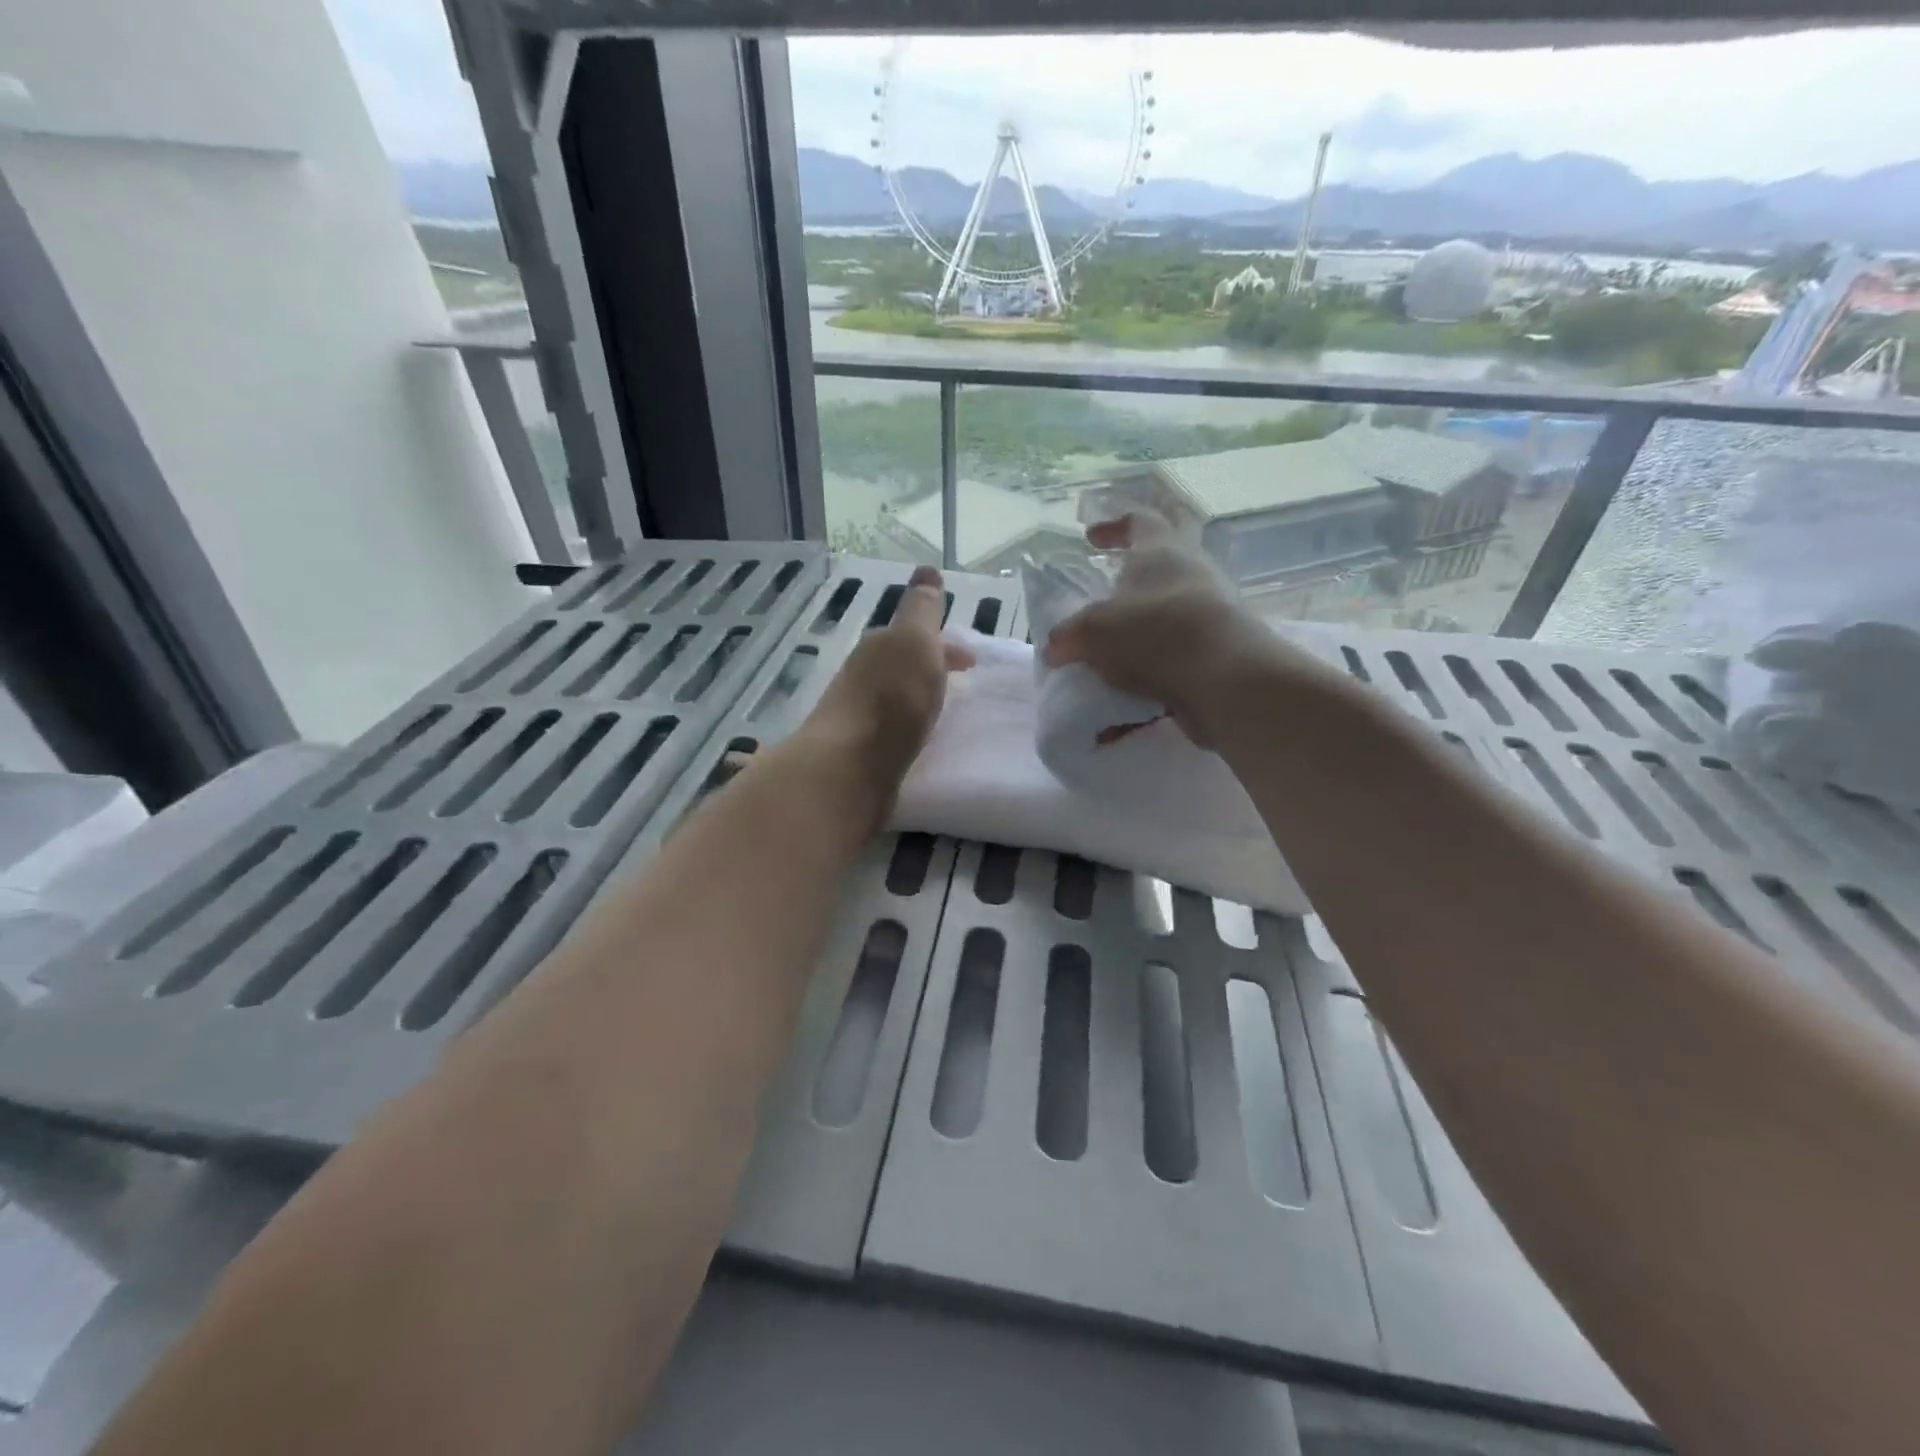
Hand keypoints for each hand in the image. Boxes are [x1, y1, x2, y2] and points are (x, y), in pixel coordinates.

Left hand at [799, 565, 974, 815]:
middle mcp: (863, 676)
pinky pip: (892, 729)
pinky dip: (909, 726)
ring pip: (896, 697)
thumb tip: (926, 568)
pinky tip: (919, 740)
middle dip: (931, 669)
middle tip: (961, 684)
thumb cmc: (891, 699)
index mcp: (880, 647)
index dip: (945, 645)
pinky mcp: (860, 752)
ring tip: (943, 712)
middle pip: (904, 666)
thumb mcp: (915, 642)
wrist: (849, 768)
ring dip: (919, 697)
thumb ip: (922, 609)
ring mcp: (858, 715)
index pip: (915, 636)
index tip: (971, 661)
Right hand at [1041, 514, 1278, 748]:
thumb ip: (1069, 636)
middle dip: (1132, 581)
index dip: (1113, 526)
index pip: (1140, 520)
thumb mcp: (1092, 631)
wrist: (1224, 679)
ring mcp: (1211, 613)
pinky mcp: (1220, 652)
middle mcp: (1192, 574)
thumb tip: (1055, 647)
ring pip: (1170, 613)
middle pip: (1163, 565)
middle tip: (1105, 599)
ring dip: (1141, 631)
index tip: (1091, 538)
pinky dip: (1153, 673)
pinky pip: (1178, 657)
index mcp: (1161, 551)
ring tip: (1110, 656)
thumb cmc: (1153, 632)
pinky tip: (1128, 701)